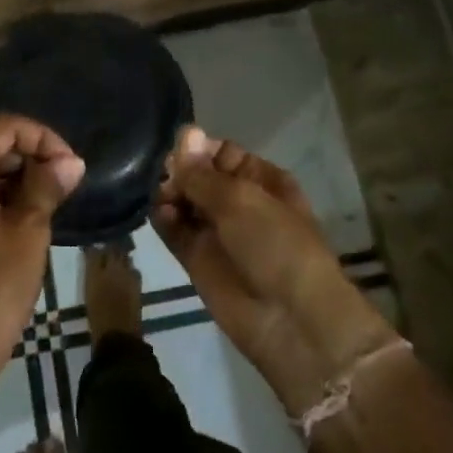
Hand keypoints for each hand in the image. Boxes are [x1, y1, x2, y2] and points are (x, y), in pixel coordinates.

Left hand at [0, 116, 83, 383]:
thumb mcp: (29, 230)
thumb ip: (48, 185)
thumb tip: (69, 162)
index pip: (5, 127)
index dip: (43, 138)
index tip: (71, 167)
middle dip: (28, 157)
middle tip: (63, 185)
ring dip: (11, 177)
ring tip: (46, 203)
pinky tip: (18, 220)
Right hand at [153, 127, 397, 415]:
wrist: (290, 320)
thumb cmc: (276, 245)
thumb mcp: (242, 199)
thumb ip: (203, 172)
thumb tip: (184, 132)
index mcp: (262, 180)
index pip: (221, 153)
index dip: (199, 149)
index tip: (179, 150)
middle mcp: (238, 202)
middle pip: (198, 176)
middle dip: (181, 172)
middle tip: (168, 177)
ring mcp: (217, 232)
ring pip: (184, 202)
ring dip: (170, 194)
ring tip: (165, 197)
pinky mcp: (197, 260)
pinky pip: (175, 231)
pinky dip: (164, 220)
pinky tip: (162, 214)